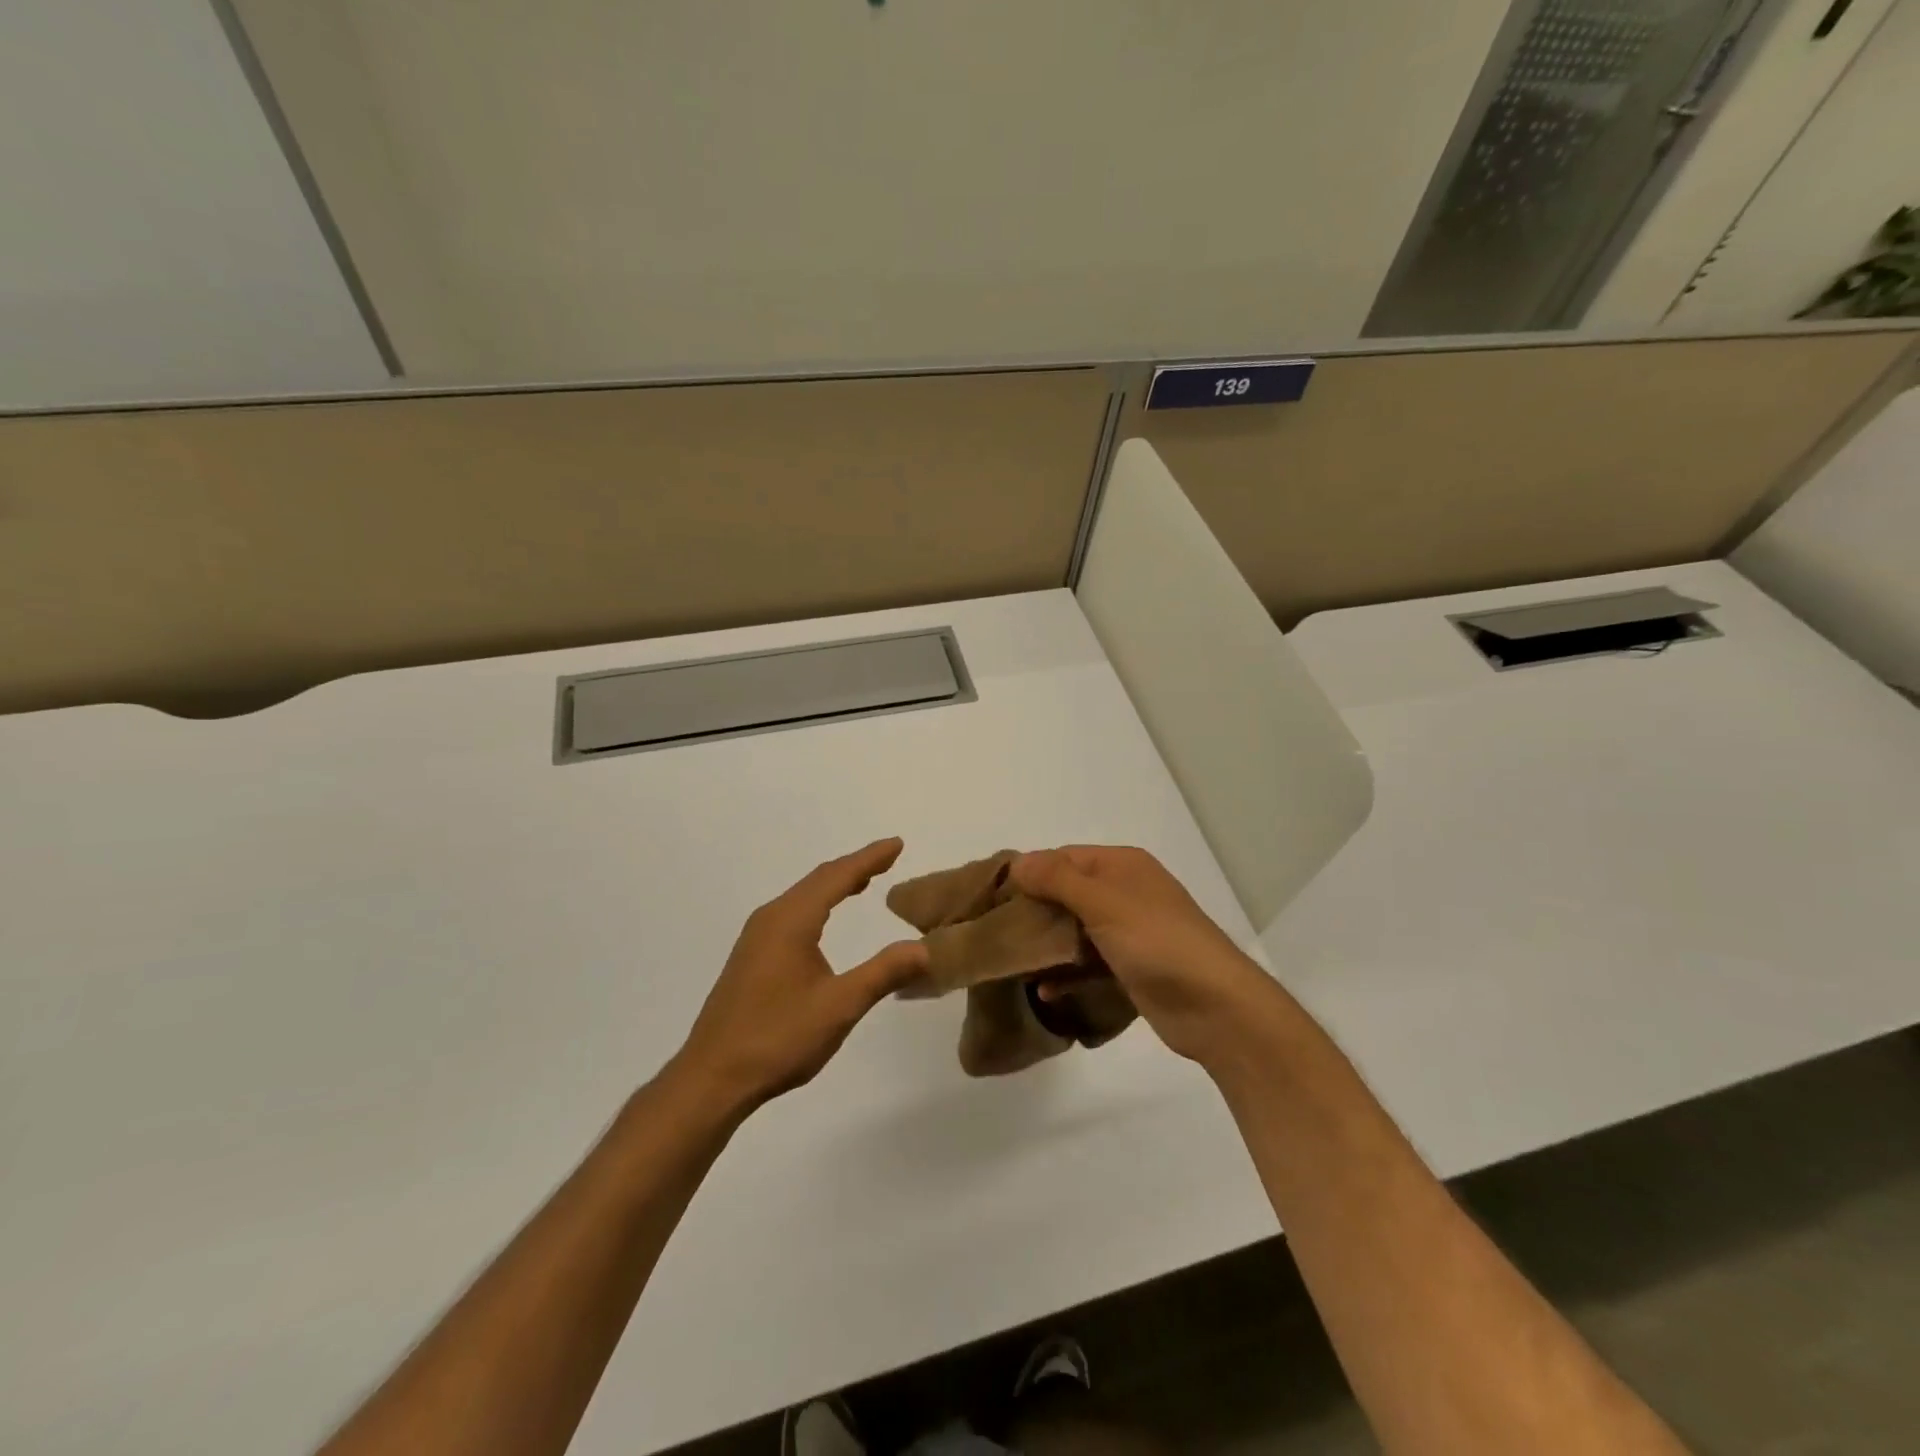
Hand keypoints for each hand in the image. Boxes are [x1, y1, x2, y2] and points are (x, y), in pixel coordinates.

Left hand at [672, 838, 927, 1112]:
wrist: (712, 1078)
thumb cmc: (778, 1038)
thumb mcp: (840, 1006)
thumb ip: (883, 972)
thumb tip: (925, 947)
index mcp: (791, 921)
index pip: (837, 876)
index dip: (869, 858)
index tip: (897, 844)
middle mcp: (771, 919)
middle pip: (818, 880)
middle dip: (854, 867)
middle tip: (888, 857)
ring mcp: (756, 938)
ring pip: (802, 897)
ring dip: (834, 885)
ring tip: (864, 881)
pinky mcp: (750, 958)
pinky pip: (791, 914)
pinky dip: (817, 905)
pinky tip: (825, 921)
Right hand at [1012, 845, 1272, 1067]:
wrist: (1215, 1006)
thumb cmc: (1157, 941)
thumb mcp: (1103, 902)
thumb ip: (1057, 879)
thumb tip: (1018, 862)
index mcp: (1122, 866)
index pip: (1064, 858)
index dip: (1030, 873)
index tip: (994, 897)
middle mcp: (1125, 892)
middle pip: (1067, 894)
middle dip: (1034, 911)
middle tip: (996, 932)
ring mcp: (1130, 932)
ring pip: (1076, 931)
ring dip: (1048, 945)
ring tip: (1011, 962)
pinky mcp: (1131, 969)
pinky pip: (1089, 964)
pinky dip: (1068, 973)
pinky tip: (1044, 991)